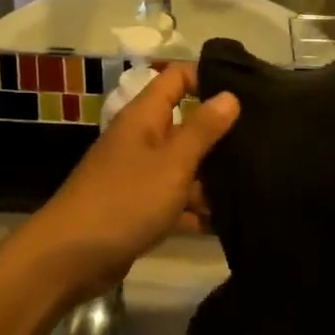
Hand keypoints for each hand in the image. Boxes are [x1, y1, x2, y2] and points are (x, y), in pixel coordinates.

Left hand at [22, 63, 239, 299]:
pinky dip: (195, 209)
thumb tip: (230, 95)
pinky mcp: (139, 208)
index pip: (177, 78)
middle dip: (220, 133)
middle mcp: (141, 139)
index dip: (208, 77)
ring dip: (211, 176)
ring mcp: (138, 175)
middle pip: (185, 123)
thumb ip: (202, 129)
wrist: (69, 258)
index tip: (247, 91)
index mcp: (144, 117)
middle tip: (264, 142)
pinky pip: (174, 200)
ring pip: (183, 165)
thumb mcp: (172, 163)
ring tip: (255, 184)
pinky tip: (225, 222)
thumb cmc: (125, 200)